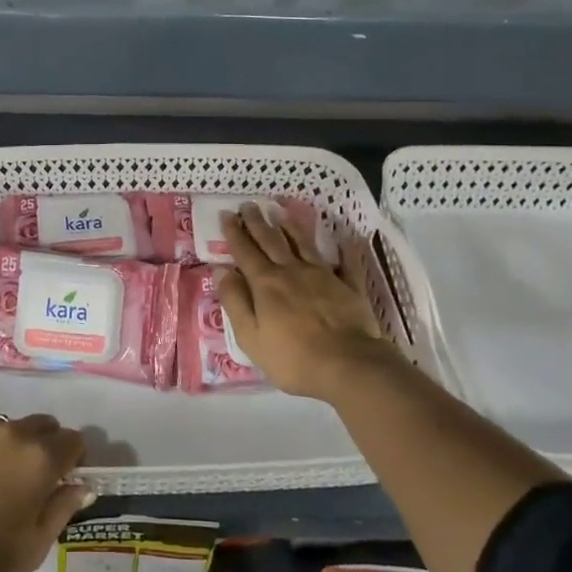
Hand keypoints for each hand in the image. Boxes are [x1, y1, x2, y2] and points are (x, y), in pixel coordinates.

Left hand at [0, 416, 90, 571]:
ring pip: (5, 428)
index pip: (73, 439)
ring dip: (7, 447)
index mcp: (40, 458)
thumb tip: (81, 485)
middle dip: (43, 446)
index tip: (63, 479)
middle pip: (41, 425)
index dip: (73, 458)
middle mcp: (12, 431)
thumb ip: (62, 509)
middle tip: (28, 479)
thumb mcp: (33, 547)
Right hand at [220, 203, 402, 403]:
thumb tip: (221, 270)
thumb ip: (235, 301)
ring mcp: (324, 276)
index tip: (227, 214)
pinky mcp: (350, 287)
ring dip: (291, 227)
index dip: (234, 232)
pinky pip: (347, 262)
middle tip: (249, 204)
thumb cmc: (293, 358)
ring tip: (281, 212)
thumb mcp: (251, 336)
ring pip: (304, 244)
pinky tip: (345, 237)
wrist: (349, 366)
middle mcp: (292, 271)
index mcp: (266, 284)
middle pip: (271, 241)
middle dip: (257, 222)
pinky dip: (345, 248)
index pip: (245, 252)